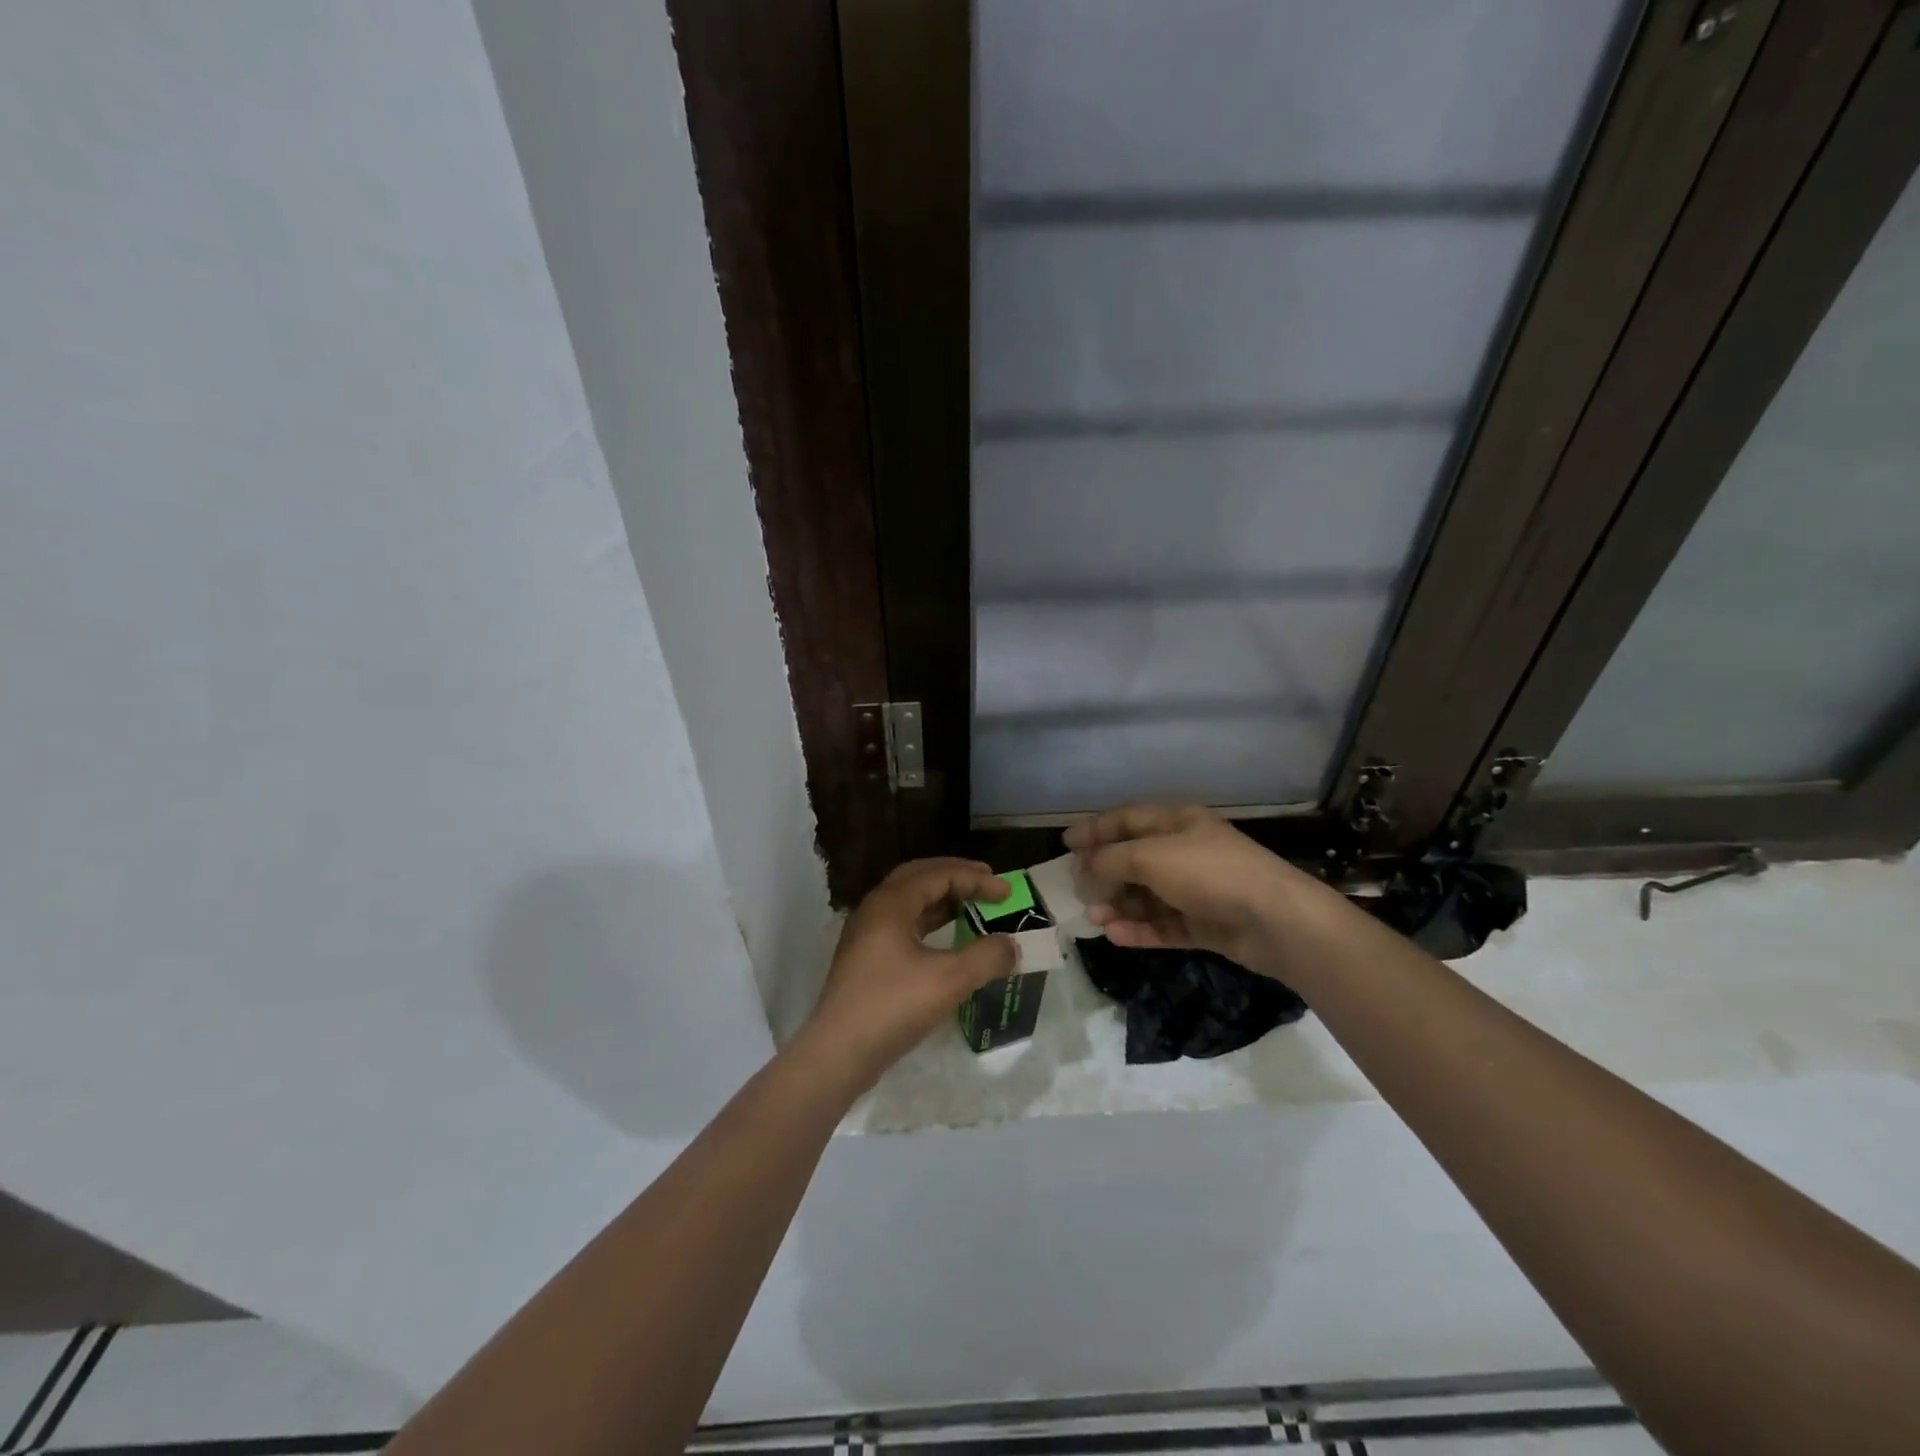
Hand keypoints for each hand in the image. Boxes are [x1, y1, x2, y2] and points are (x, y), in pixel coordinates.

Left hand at [799, 858, 1016, 1088]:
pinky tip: (946, 942)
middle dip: (955, 877)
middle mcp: (875, 909)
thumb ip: (986, 957)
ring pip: (909, 903)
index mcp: (890, 903)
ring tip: (971, 908)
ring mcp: (866, 935)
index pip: (938, 874)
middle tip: (987, 883)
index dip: (975, 878)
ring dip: (941, 901)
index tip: (1007, 890)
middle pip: (919, 878)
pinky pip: (903, 926)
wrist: (838, 1053)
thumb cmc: (892, 1006)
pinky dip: (929, 924)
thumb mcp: (949, 979)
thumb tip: (1011, 945)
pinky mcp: (865, 960)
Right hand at [1065, 805, 1342, 975]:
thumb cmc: (1208, 872)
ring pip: (1147, 895)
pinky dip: (1140, 928)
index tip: (1065, 843)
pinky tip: (1116, 935)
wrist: (1274, 919)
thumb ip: (1111, 860)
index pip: (1127, 819)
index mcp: (1178, 822)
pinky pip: (1164, 924)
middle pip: (1135, 859)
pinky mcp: (1205, 923)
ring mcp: (1197, 889)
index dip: (1095, 828)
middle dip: (1104, 873)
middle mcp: (1186, 851)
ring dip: (1119, 905)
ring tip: (1095, 917)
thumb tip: (1084, 868)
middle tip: (1077, 889)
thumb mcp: (1151, 857)